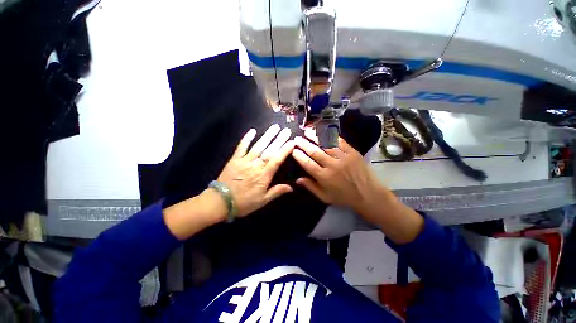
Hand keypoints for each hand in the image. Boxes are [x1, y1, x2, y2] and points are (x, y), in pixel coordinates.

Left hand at [216, 124, 294, 216]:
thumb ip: (277, 192)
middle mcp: (256, 165)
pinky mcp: (235, 159)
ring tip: (275, 127)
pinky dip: (246, 138)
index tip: (292, 142)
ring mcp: (244, 160)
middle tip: (286, 130)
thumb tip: (291, 187)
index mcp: (264, 175)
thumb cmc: (244, 202)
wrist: (220, 202)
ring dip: (267, 136)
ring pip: (258, 146)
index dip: (285, 150)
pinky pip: (241, 147)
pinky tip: (252, 130)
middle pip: (269, 150)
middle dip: (279, 140)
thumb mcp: (262, 200)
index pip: (277, 160)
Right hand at [292, 133, 423, 242]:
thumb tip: (297, 179)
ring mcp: (343, 157)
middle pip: (315, 152)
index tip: (293, 150)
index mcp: (324, 177)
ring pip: (326, 144)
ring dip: (315, 137)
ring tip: (307, 131)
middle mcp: (332, 165)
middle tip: (297, 138)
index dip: (299, 156)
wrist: (368, 195)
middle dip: (304, 144)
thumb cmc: (344, 197)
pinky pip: (340, 142)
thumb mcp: (325, 197)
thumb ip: (311, 187)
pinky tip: (324, 131)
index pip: (307, 163)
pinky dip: (331, 135)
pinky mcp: (353, 152)